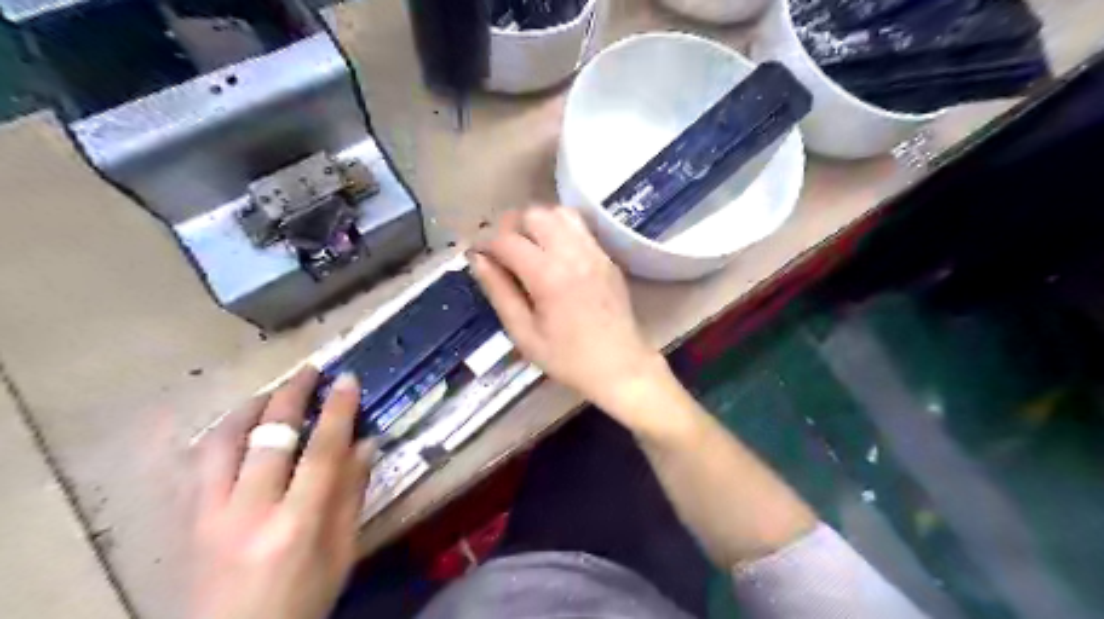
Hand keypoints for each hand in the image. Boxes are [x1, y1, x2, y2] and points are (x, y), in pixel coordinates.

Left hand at [187, 371, 371, 618]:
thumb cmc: (301, 602)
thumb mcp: (342, 554)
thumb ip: (352, 495)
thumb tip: (366, 442)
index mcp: (296, 525)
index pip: (322, 451)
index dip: (338, 410)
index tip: (347, 379)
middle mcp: (248, 512)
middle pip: (269, 436)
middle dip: (291, 395)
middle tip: (310, 371)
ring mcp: (209, 515)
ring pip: (222, 441)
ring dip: (250, 407)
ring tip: (273, 391)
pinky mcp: (187, 521)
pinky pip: (200, 462)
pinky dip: (222, 433)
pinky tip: (237, 425)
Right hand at [464, 205, 662, 415]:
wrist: (621, 367)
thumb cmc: (568, 359)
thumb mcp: (524, 334)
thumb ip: (499, 292)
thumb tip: (477, 260)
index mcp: (548, 276)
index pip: (507, 240)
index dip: (484, 242)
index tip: (475, 254)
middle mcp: (573, 254)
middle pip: (534, 214)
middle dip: (510, 226)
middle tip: (501, 250)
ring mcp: (594, 252)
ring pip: (559, 213)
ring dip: (536, 223)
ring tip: (526, 247)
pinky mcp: (607, 257)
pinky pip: (579, 227)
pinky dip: (559, 229)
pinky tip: (552, 253)